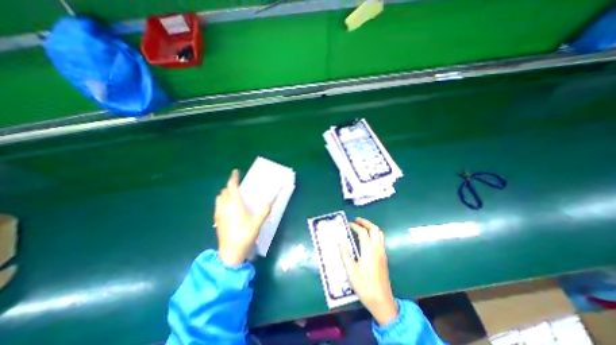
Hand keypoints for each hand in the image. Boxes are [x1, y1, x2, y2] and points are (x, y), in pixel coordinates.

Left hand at [217, 170, 273, 266]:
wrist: (230, 251)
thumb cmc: (245, 235)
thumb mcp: (257, 223)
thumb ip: (264, 211)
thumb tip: (271, 201)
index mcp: (234, 205)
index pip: (231, 187)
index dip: (233, 178)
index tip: (236, 172)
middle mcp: (224, 206)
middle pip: (224, 191)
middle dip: (230, 186)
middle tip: (238, 186)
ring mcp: (219, 213)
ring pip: (219, 197)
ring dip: (225, 193)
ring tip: (233, 195)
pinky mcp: (216, 219)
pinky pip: (217, 205)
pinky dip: (222, 201)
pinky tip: (229, 207)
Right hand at [339, 219, 397, 325]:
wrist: (381, 300)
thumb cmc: (364, 286)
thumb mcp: (351, 271)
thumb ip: (345, 255)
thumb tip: (340, 243)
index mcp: (369, 251)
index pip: (363, 232)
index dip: (355, 226)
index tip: (348, 224)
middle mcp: (377, 249)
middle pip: (375, 229)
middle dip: (366, 222)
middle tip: (357, 220)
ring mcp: (382, 253)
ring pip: (380, 234)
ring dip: (371, 227)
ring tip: (362, 225)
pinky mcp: (384, 257)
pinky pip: (381, 240)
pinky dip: (374, 233)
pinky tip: (367, 237)